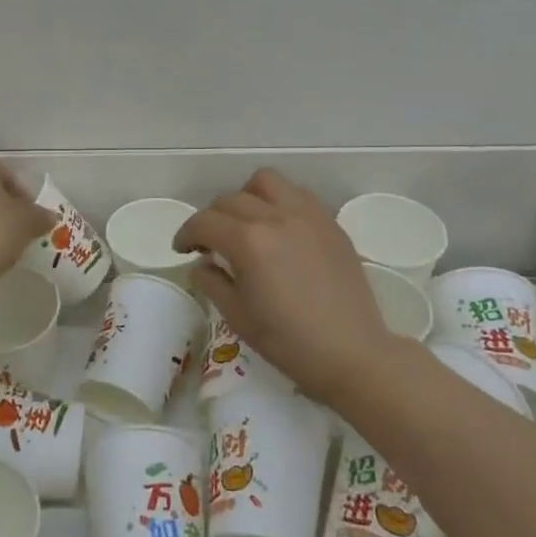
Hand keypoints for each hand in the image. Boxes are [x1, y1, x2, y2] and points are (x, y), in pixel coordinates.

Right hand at [174, 169, 392, 404]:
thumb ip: (212, 282)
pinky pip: (297, 194)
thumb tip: (202, 263)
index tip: (182, 249)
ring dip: (247, 197)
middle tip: (211, 244)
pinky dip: (280, 202)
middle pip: (229, 199)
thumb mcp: (238, 317)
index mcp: (248, 242)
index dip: (186, 234)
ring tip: (247, 224)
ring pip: (265, 182)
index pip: (204, 222)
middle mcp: (275, 217)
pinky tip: (280, 228)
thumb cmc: (289, 342)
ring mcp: (307, 215)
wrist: (353, 354)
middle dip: (212, 219)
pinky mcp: (330, 223)